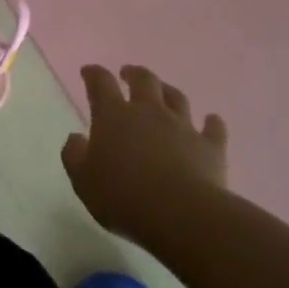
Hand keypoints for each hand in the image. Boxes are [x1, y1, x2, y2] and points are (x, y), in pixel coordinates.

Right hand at [60, 65, 228, 235]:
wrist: (180, 215)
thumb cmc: (122, 197)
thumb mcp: (82, 180)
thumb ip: (74, 155)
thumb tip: (76, 138)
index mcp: (113, 116)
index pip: (101, 83)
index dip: (93, 74)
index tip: (88, 72)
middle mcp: (149, 112)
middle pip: (144, 81)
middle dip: (134, 74)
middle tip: (127, 74)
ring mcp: (183, 127)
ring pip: (177, 98)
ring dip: (168, 91)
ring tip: (163, 92)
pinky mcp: (210, 147)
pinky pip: (213, 128)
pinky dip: (211, 122)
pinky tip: (211, 120)